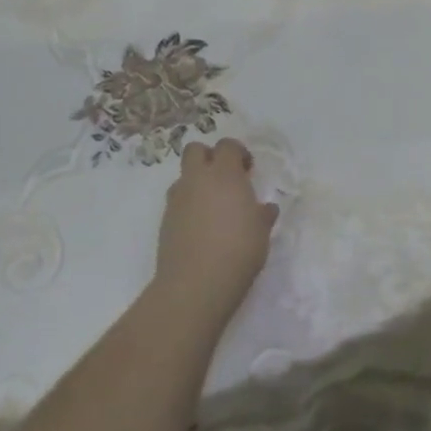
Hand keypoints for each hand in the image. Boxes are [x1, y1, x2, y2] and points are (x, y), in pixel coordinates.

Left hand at [154, 138, 277, 325]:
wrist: (195, 284)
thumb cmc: (238, 250)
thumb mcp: (261, 232)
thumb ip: (263, 214)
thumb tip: (265, 208)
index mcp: (224, 174)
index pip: (227, 146)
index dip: (238, 152)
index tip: (248, 170)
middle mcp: (197, 179)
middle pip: (195, 150)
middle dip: (209, 157)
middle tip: (225, 178)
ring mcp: (177, 199)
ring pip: (184, 177)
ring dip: (197, 183)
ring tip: (212, 206)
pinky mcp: (165, 221)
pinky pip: (177, 202)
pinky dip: (188, 206)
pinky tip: (201, 228)